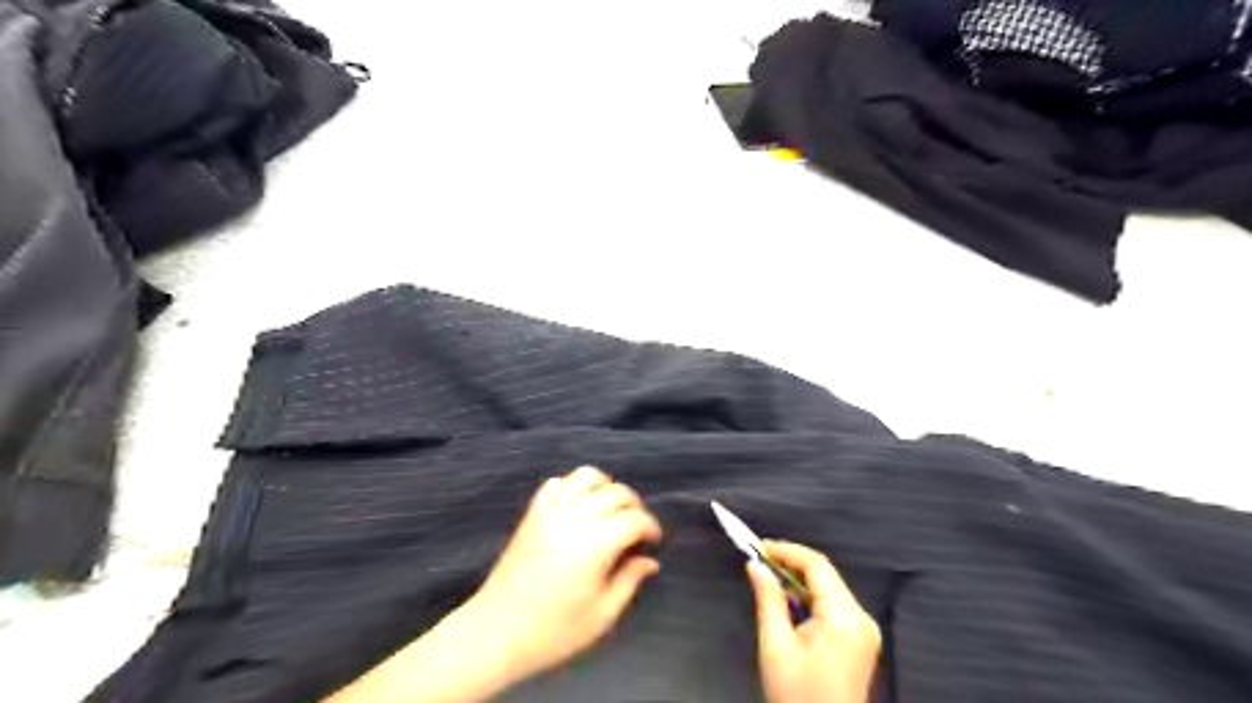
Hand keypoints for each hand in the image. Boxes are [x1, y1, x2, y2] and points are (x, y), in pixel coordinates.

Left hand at [465, 467, 662, 685]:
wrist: (496, 632)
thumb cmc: (554, 631)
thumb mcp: (601, 615)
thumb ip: (629, 581)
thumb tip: (649, 561)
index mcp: (597, 544)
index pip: (634, 519)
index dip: (650, 526)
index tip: (654, 541)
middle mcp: (576, 518)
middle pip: (616, 492)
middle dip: (634, 505)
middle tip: (637, 527)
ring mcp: (551, 511)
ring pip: (586, 476)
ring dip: (605, 487)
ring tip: (610, 509)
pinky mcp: (532, 513)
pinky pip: (556, 484)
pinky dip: (572, 486)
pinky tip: (577, 505)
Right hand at [747, 542, 871, 698]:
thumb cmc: (797, 695)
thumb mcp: (776, 646)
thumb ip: (768, 600)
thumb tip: (756, 565)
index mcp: (844, 618)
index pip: (817, 566)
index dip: (786, 550)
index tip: (758, 546)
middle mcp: (860, 618)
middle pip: (825, 574)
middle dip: (791, 562)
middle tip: (759, 559)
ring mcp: (864, 630)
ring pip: (828, 587)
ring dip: (798, 579)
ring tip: (768, 577)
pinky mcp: (860, 640)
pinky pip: (833, 604)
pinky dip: (809, 597)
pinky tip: (787, 601)